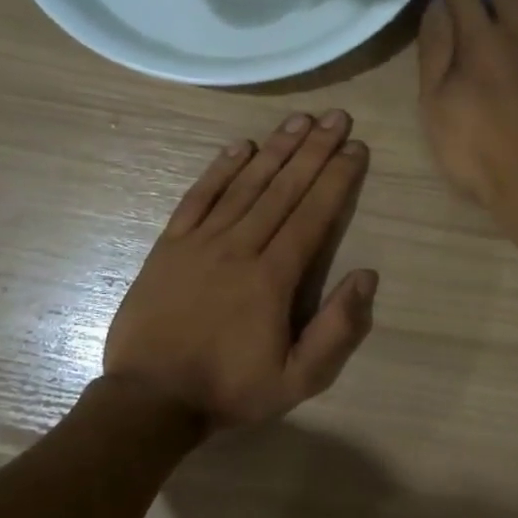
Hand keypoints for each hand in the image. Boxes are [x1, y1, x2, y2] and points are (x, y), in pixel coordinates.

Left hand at [104, 111, 376, 434]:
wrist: (150, 400)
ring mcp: (200, 243)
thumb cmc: (230, 390)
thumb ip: (337, 329)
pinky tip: (240, 146)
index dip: (337, 179)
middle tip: (336, 117)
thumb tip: (367, 275)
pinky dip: (220, 169)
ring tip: (299, 119)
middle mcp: (240, 248)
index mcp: (273, 278)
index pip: (313, 215)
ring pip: (245, 185)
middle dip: (314, 150)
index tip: (356, 148)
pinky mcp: (169, 246)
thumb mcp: (299, 379)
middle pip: (284, 189)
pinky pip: (198, 198)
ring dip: (275, 149)